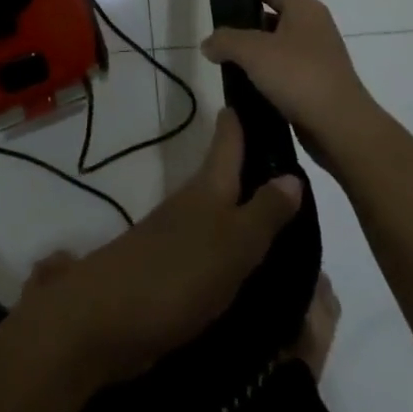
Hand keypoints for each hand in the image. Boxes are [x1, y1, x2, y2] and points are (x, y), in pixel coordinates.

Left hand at [16, 109, 302, 386]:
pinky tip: (260, 271)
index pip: (229, 136)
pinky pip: (216, 251)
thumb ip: (264, 213)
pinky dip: (238, 252)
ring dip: (251, 213)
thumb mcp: (232, 244)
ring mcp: (181, 236)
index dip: (245, 114)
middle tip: (303, 172)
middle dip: (257, 168)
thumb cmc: (176, 273)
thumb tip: (293, 174)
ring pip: (223, 213)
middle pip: (228, 174)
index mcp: (209, 187)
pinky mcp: (175, 272)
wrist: (109, 320)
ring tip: (294, 226)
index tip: (267, 91)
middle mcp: (195, 203)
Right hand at [201, 0, 378, 167]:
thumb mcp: (252, 52)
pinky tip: (253, 93)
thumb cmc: (298, 76)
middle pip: (273, 19)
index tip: (222, 13)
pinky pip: (289, 75)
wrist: (341, 128)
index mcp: (305, 9)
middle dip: (247, 31)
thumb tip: (208, 44)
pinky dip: (271, 81)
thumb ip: (225, 41)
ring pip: (279, 49)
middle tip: (223, 46)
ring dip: (258, 59)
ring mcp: (320, 58)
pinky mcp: (320, 85)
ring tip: (233, 71)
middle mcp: (316, 27)